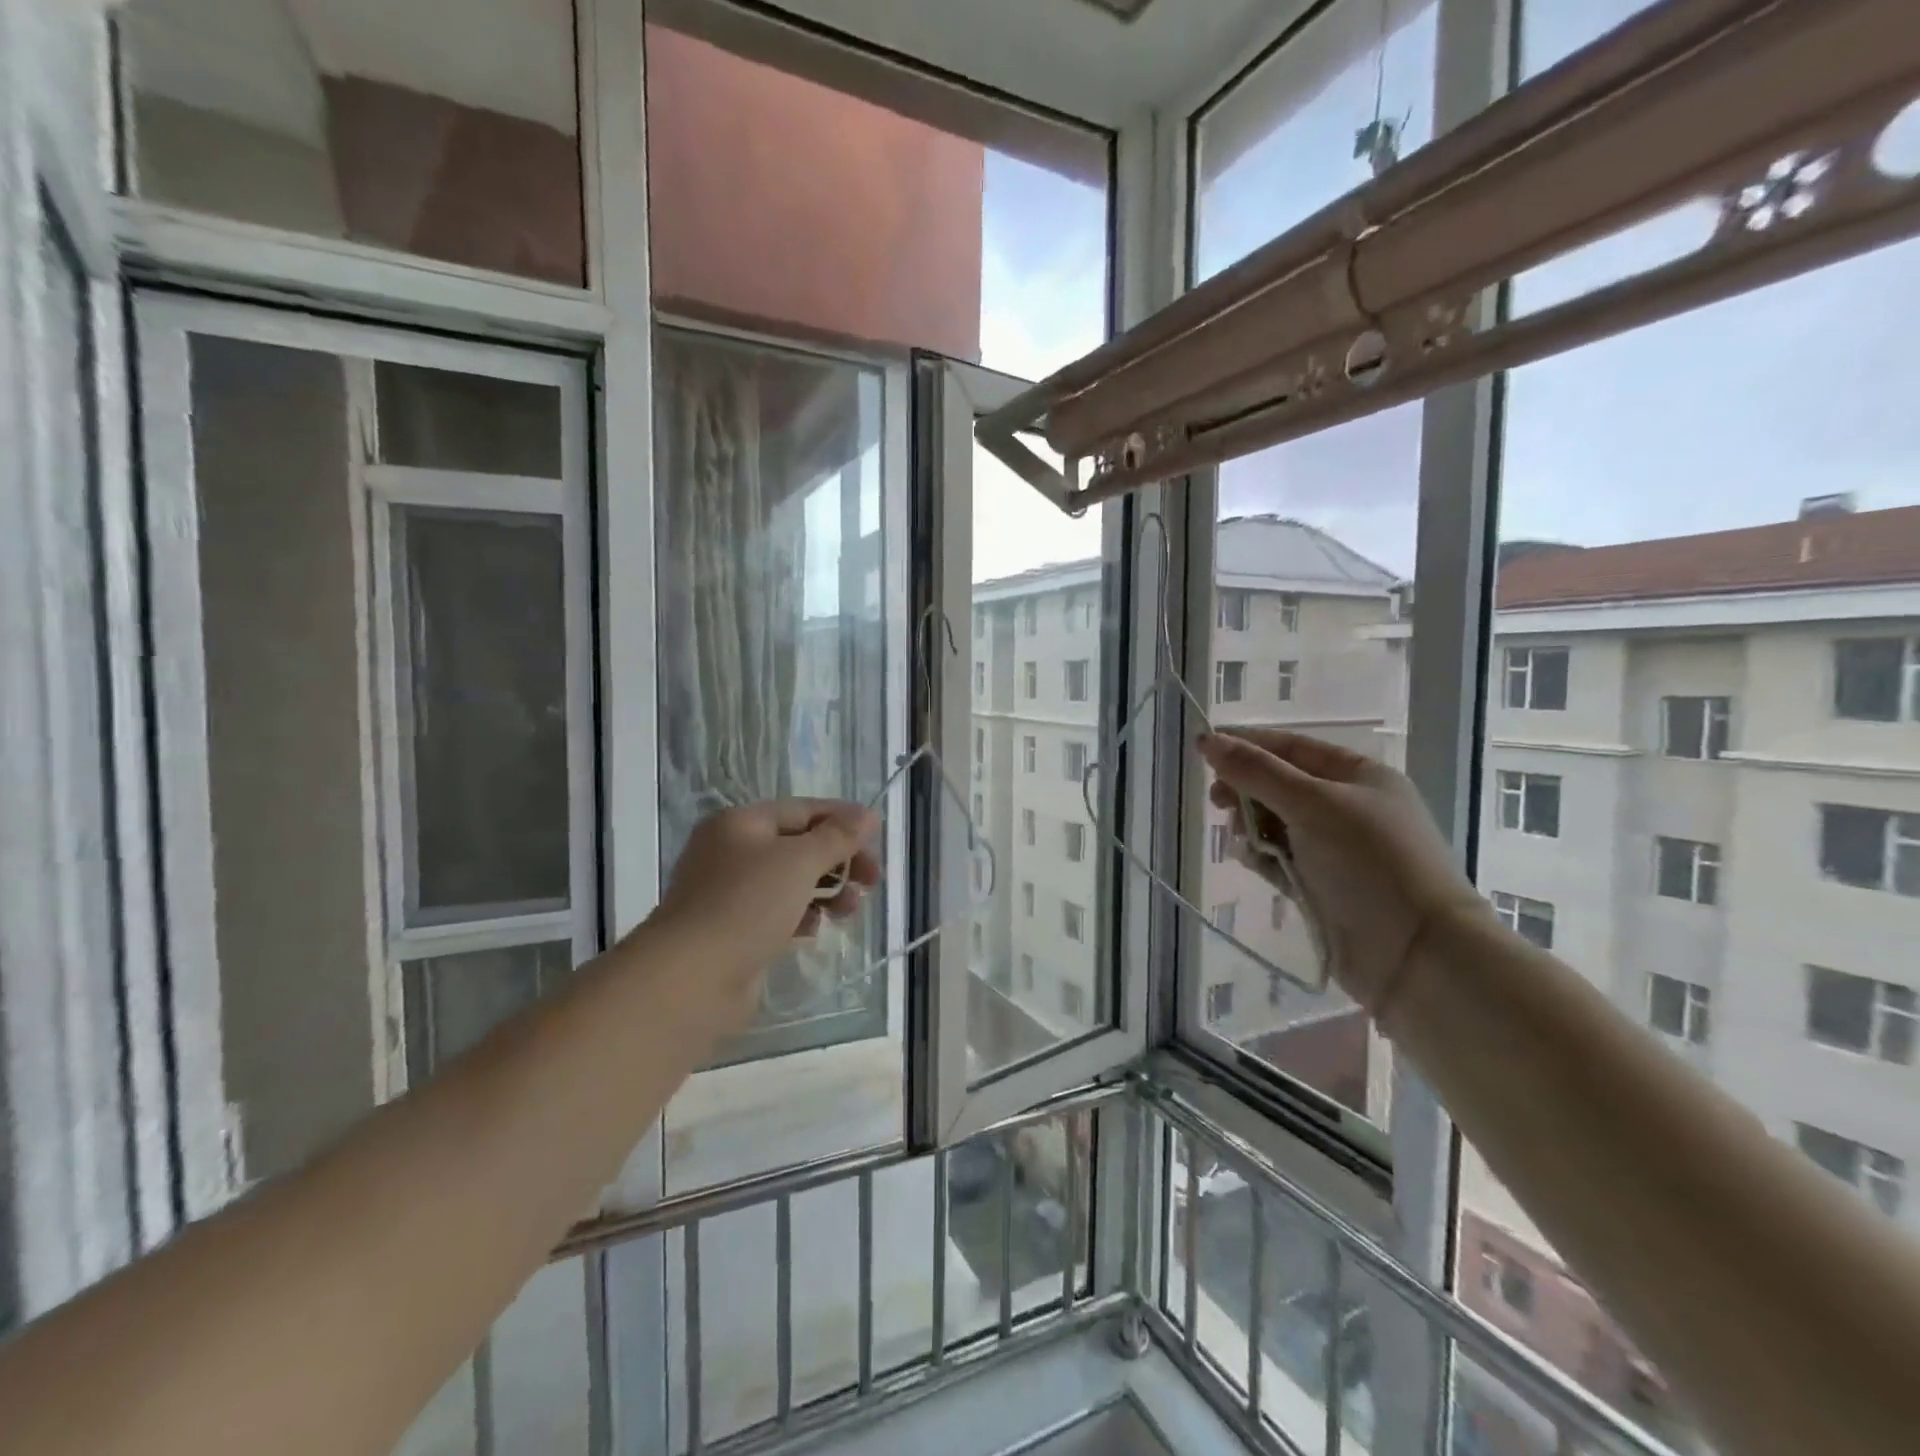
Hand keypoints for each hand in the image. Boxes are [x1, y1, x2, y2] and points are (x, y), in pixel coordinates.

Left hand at [653, 799, 880, 1015]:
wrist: (690, 979)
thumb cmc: (746, 905)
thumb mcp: (799, 861)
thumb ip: (837, 837)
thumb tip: (868, 815)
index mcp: (741, 823)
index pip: (803, 810)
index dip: (843, 820)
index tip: (879, 837)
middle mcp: (731, 852)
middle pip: (799, 846)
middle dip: (839, 860)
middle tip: (872, 881)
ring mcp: (729, 893)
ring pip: (791, 881)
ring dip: (827, 890)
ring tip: (850, 910)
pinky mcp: (733, 930)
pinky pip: (778, 912)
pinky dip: (802, 915)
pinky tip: (815, 929)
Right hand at [1197, 730, 1485, 1013]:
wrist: (1414, 954)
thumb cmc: (1368, 862)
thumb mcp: (1312, 804)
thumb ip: (1256, 772)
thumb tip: (1208, 739)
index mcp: (1360, 776)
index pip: (1293, 748)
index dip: (1248, 744)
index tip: (1204, 748)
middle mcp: (1349, 808)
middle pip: (1281, 785)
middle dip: (1247, 788)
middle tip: (1216, 800)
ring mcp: (1336, 849)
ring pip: (1278, 823)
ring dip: (1252, 824)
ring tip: (1238, 835)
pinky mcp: (1322, 885)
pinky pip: (1281, 859)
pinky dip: (1263, 856)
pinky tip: (1251, 860)